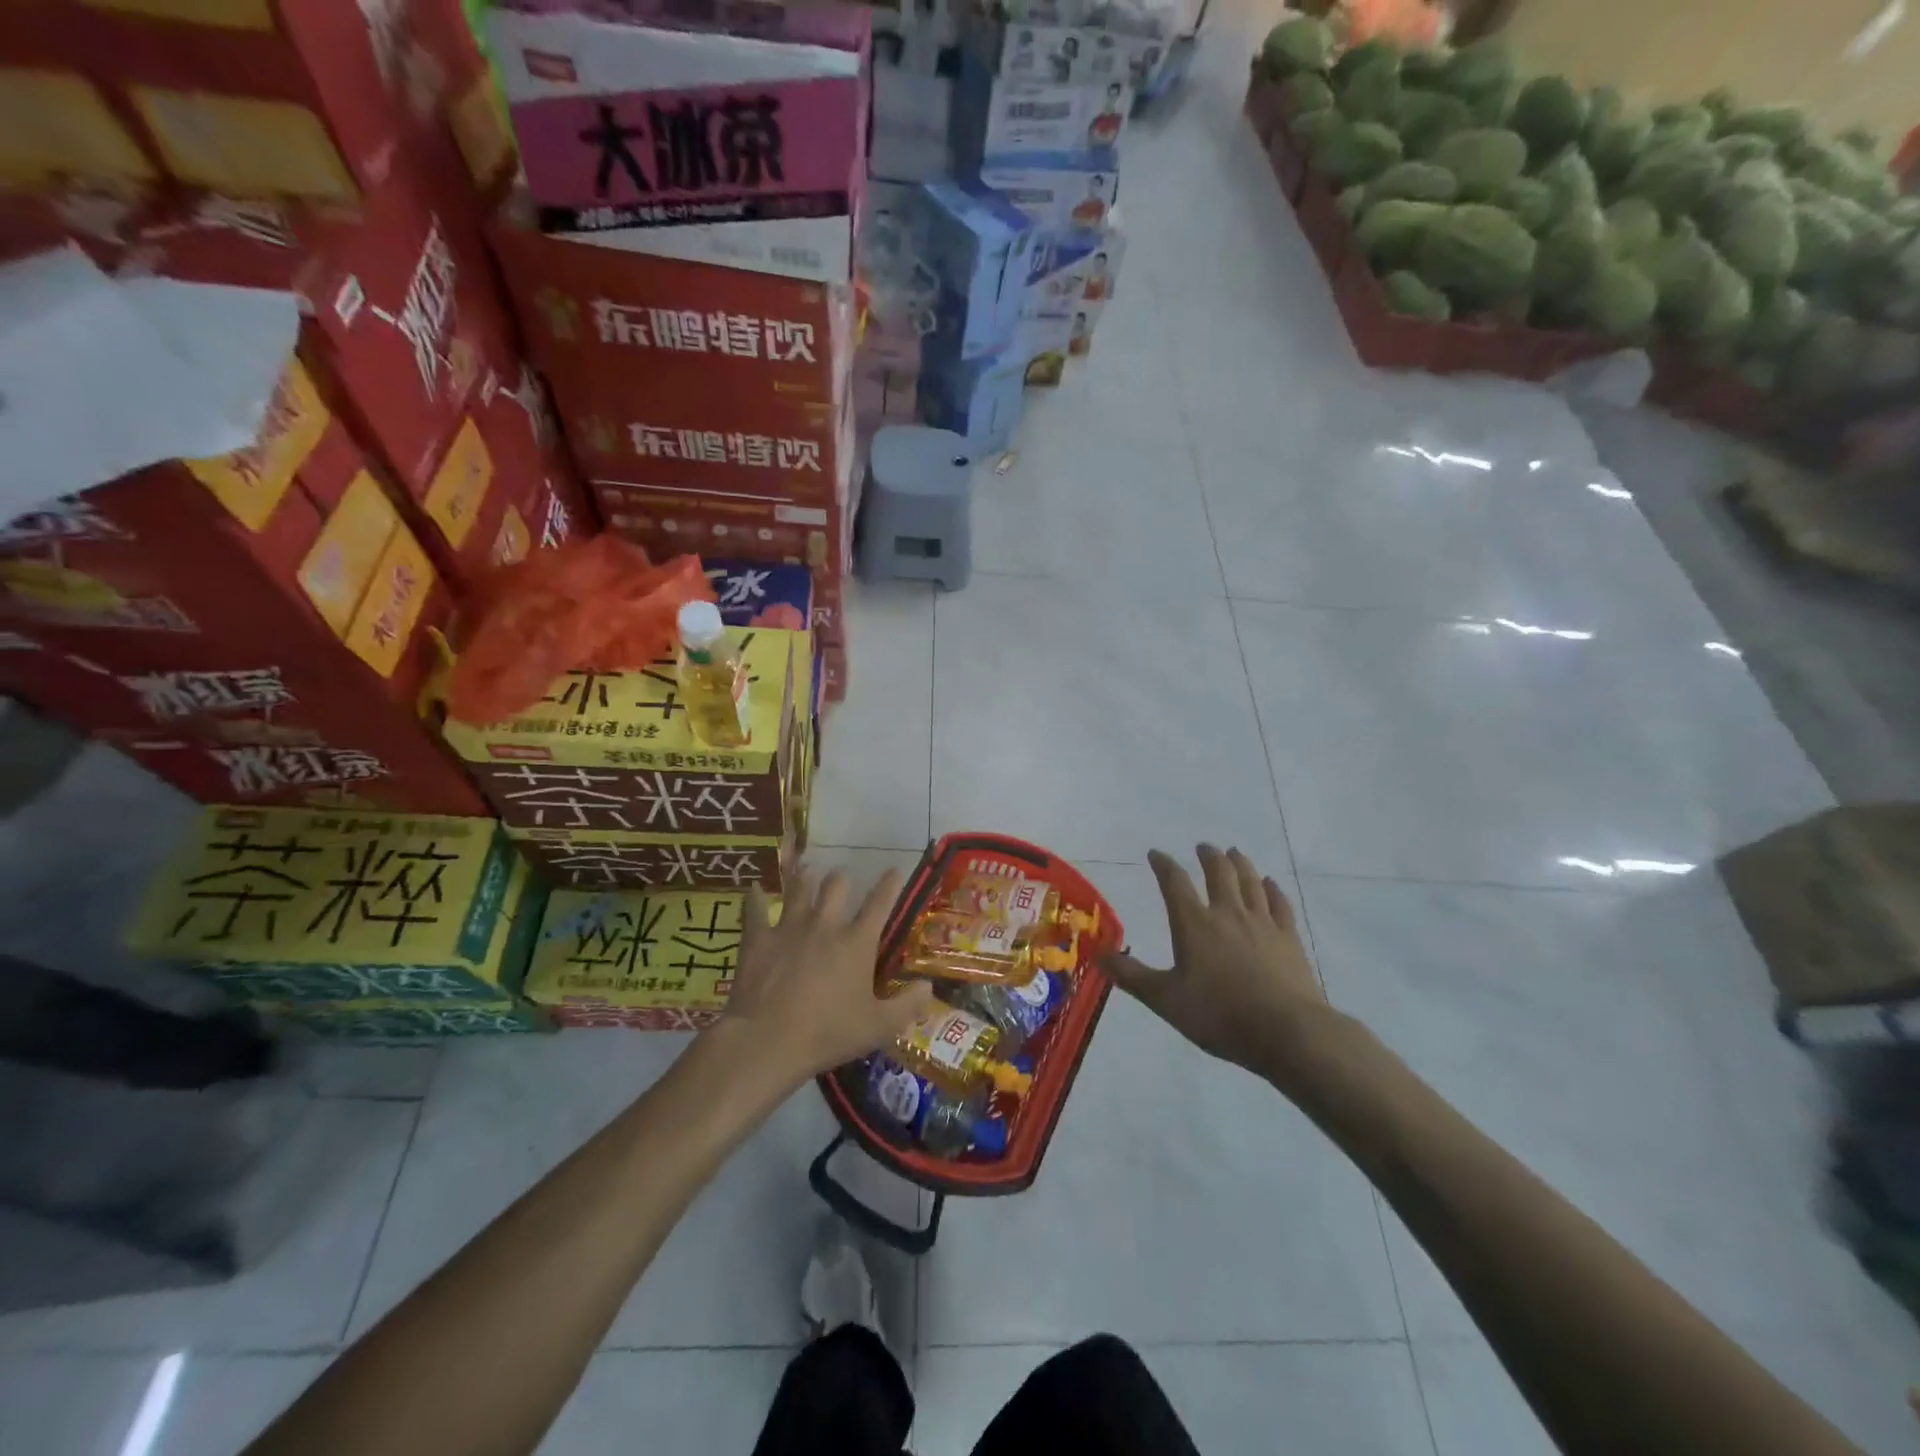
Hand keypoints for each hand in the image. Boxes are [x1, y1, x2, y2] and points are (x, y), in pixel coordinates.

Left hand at [716, 865, 934, 1089]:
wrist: (766, 1041)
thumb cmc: (827, 1034)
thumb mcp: (878, 1027)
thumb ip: (908, 1005)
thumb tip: (929, 986)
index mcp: (857, 942)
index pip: (880, 903)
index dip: (890, 884)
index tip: (894, 869)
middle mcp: (825, 924)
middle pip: (836, 885)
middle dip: (842, 879)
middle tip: (843, 880)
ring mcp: (789, 927)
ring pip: (799, 888)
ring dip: (805, 878)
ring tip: (808, 870)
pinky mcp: (759, 939)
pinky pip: (756, 909)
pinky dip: (755, 898)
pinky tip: (753, 888)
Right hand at [1102, 845, 1327, 1079]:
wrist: (1287, 1032)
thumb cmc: (1219, 1015)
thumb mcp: (1165, 999)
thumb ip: (1131, 976)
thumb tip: (1096, 955)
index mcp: (1194, 924)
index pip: (1175, 883)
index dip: (1164, 865)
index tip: (1155, 853)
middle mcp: (1228, 913)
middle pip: (1219, 872)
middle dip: (1208, 856)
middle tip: (1203, 847)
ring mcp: (1263, 923)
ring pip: (1250, 881)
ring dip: (1240, 863)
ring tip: (1234, 852)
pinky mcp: (1289, 938)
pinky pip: (1280, 903)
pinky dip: (1273, 889)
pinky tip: (1271, 884)